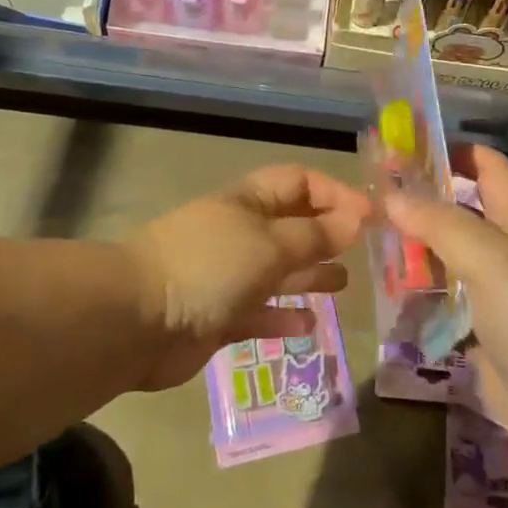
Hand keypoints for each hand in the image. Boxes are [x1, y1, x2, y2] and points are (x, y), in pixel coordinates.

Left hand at [122, 164, 369, 390]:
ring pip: (278, 271)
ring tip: (342, 284)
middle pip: (291, 226)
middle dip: (326, 235)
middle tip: (361, 252)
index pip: (298, 182)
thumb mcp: (270, 244)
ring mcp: (227, 276)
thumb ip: (315, 235)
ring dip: (309, 275)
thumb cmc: (210, 266)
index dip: (335, 193)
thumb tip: (357, 218)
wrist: (137, 320)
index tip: (370, 217)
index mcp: (248, 202)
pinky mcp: (218, 316)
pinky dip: (283, 316)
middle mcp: (239, 233)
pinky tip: (309, 324)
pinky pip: (259, 312)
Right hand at [386, 146, 507, 458]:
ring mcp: (496, 299)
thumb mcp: (489, 258)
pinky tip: (388, 297)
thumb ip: (440, 224)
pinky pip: (446, 309)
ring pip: (450, 262)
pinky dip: (420, 299)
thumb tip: (392, 195)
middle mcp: (506, 255)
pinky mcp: (484, 339)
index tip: (417, 148)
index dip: (463, 153)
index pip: (493, 172)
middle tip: (374, 200)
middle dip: (424, 203)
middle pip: (464, 216)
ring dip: (416, 252)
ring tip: (368, 245)